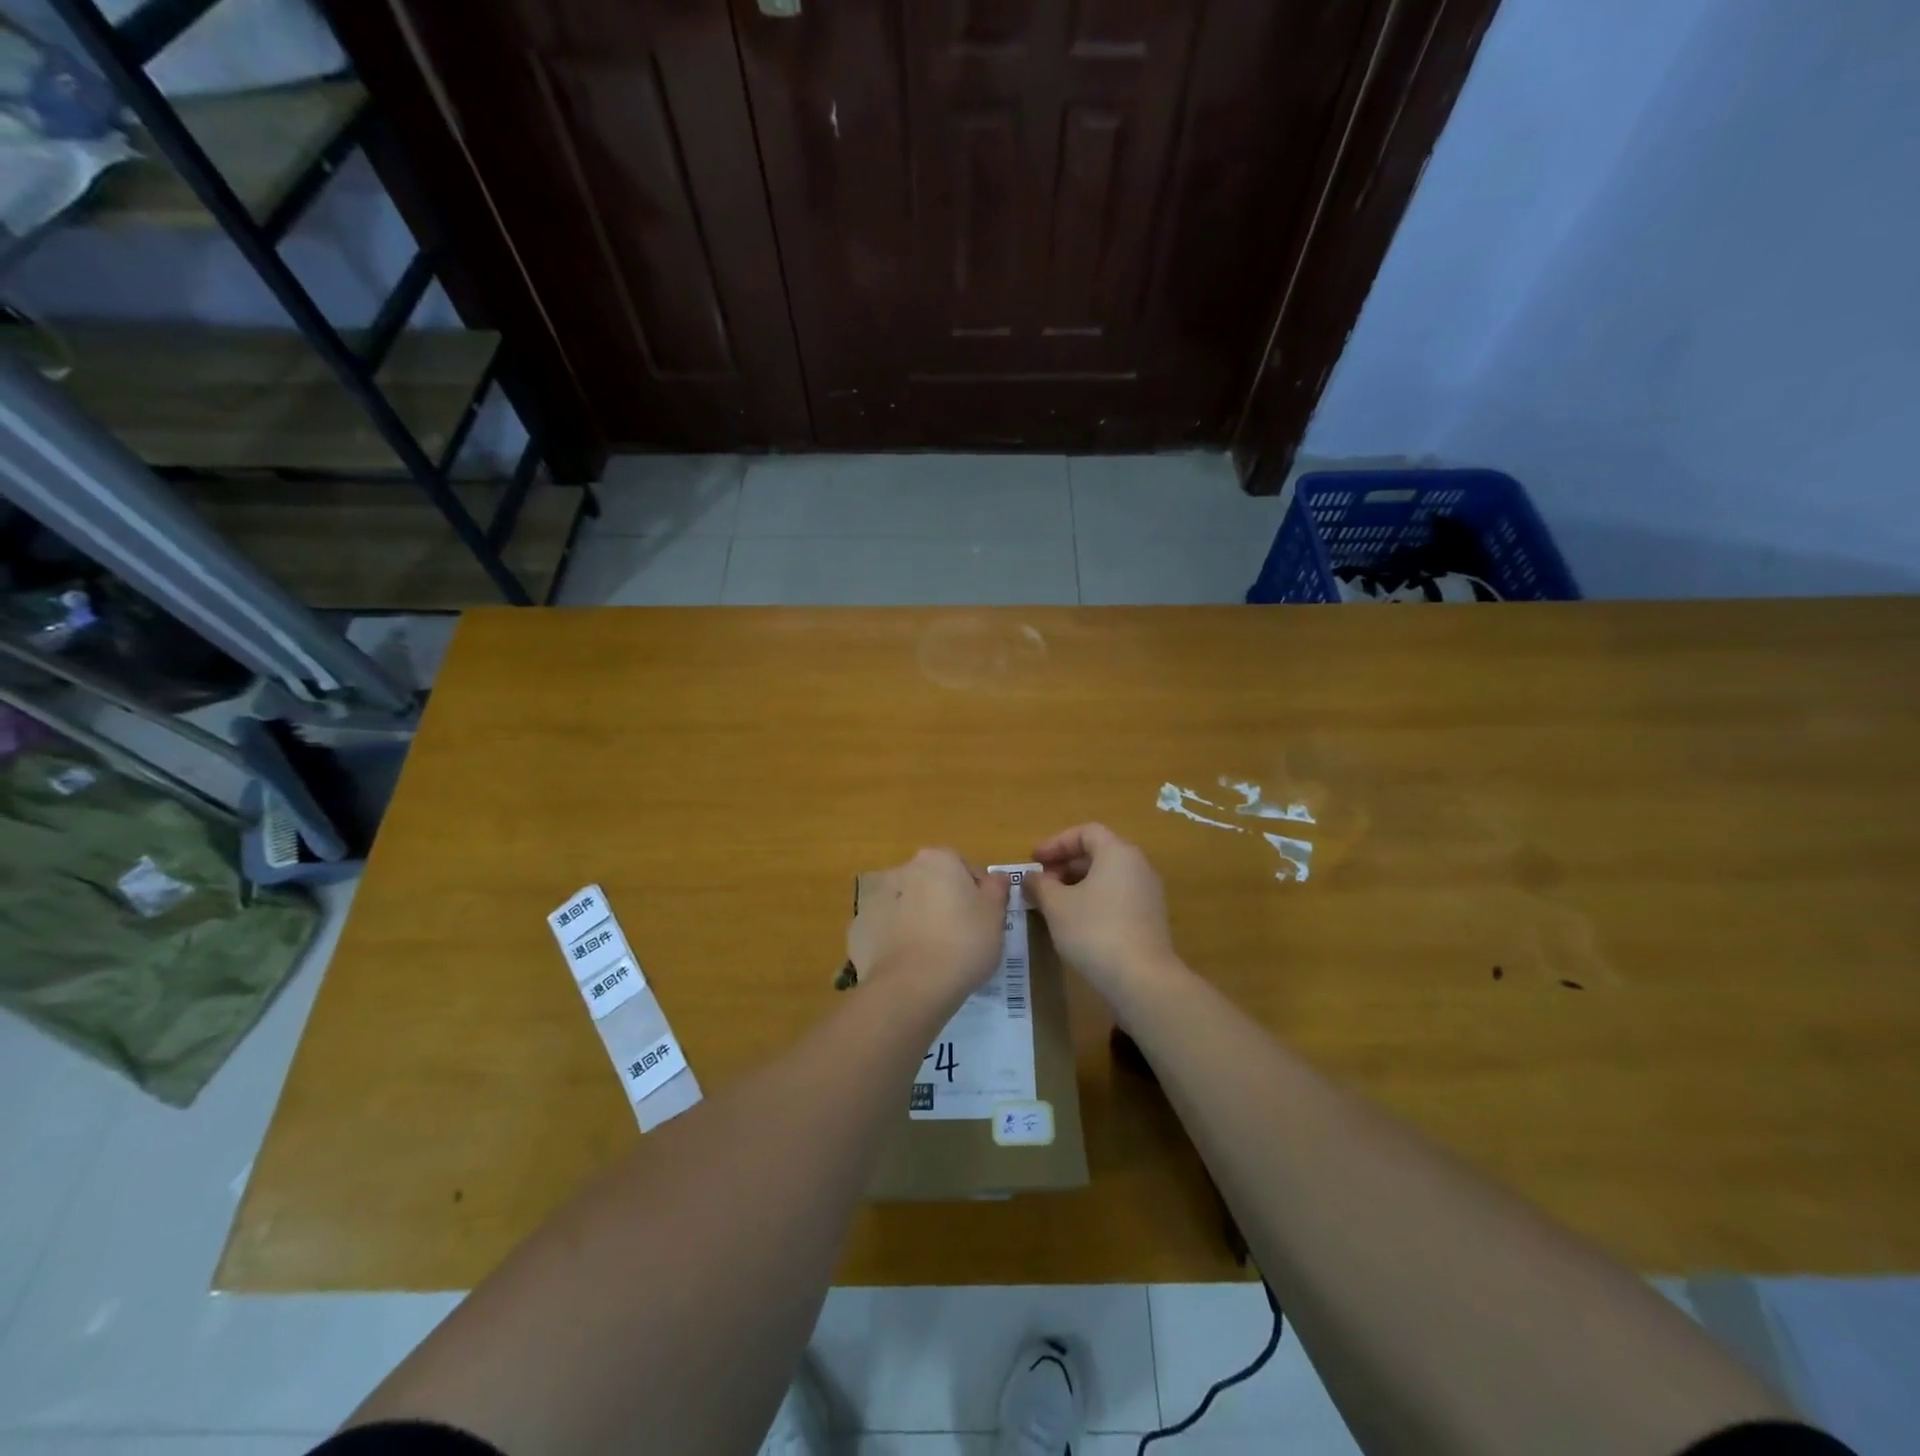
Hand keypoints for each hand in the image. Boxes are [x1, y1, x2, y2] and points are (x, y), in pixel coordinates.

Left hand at [847, 849, 1009, 1003]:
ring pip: (908, 905)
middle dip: (946, 902)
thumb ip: (997, 890)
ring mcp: (877, 898)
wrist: (912, 985)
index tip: (986, 918)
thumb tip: (997, 877)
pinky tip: (911, 964)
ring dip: (920, 919)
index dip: (979, 892)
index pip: (965, 867)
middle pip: (933, 883)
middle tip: (963, 936)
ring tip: (936, 954)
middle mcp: (904, 870)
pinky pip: (887, 929)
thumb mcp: (995, 916)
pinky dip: (897, 940)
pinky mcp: (860, 928)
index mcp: (938, 859)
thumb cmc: (963, 943)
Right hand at [1029, 824, 1177, 998]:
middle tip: (1041, 883)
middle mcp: (1138, 866)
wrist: (1141, 979)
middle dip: (1065, 865)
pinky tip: (1076, 924)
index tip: (1034, 861)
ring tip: (1054, 905)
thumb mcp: (1056, 906)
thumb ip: (1040, 886)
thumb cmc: (1094, 930)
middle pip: (1098, 854)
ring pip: (1107, 877)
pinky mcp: (1150, 919)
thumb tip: (1031, 878)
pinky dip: (1094, 901)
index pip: (1085, 832)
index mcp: (1118, 853)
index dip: (1056, 843)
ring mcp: (1148, 894)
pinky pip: (1117, 897)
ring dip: (1078, 885)